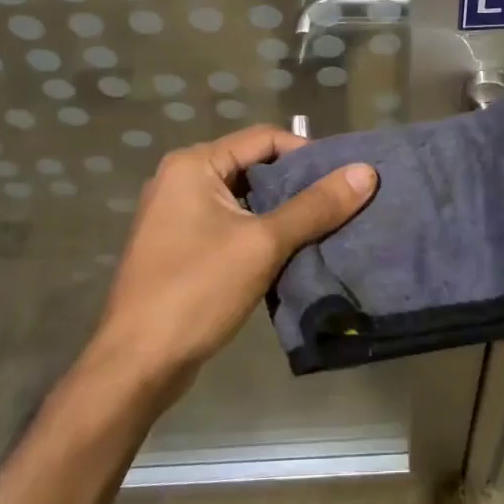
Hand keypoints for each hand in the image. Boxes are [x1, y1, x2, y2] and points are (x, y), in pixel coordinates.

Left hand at [90, 124, 376, 389]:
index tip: (343, 180)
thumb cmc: (197, 291)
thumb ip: (316, 206)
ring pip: (243, 200)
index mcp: (194, 165)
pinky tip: (291, 253)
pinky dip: (260, 233)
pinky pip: (229, 226)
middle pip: (253, 167)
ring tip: (325, 228)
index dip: (307, 154)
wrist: (137, 364)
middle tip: (340, 204)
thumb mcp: (263, 244)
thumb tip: (366, 172)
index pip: (264, 139)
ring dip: (281, 212)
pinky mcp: (180, 248)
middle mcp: (181, 180)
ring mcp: (176, 215)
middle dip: (297, 185)